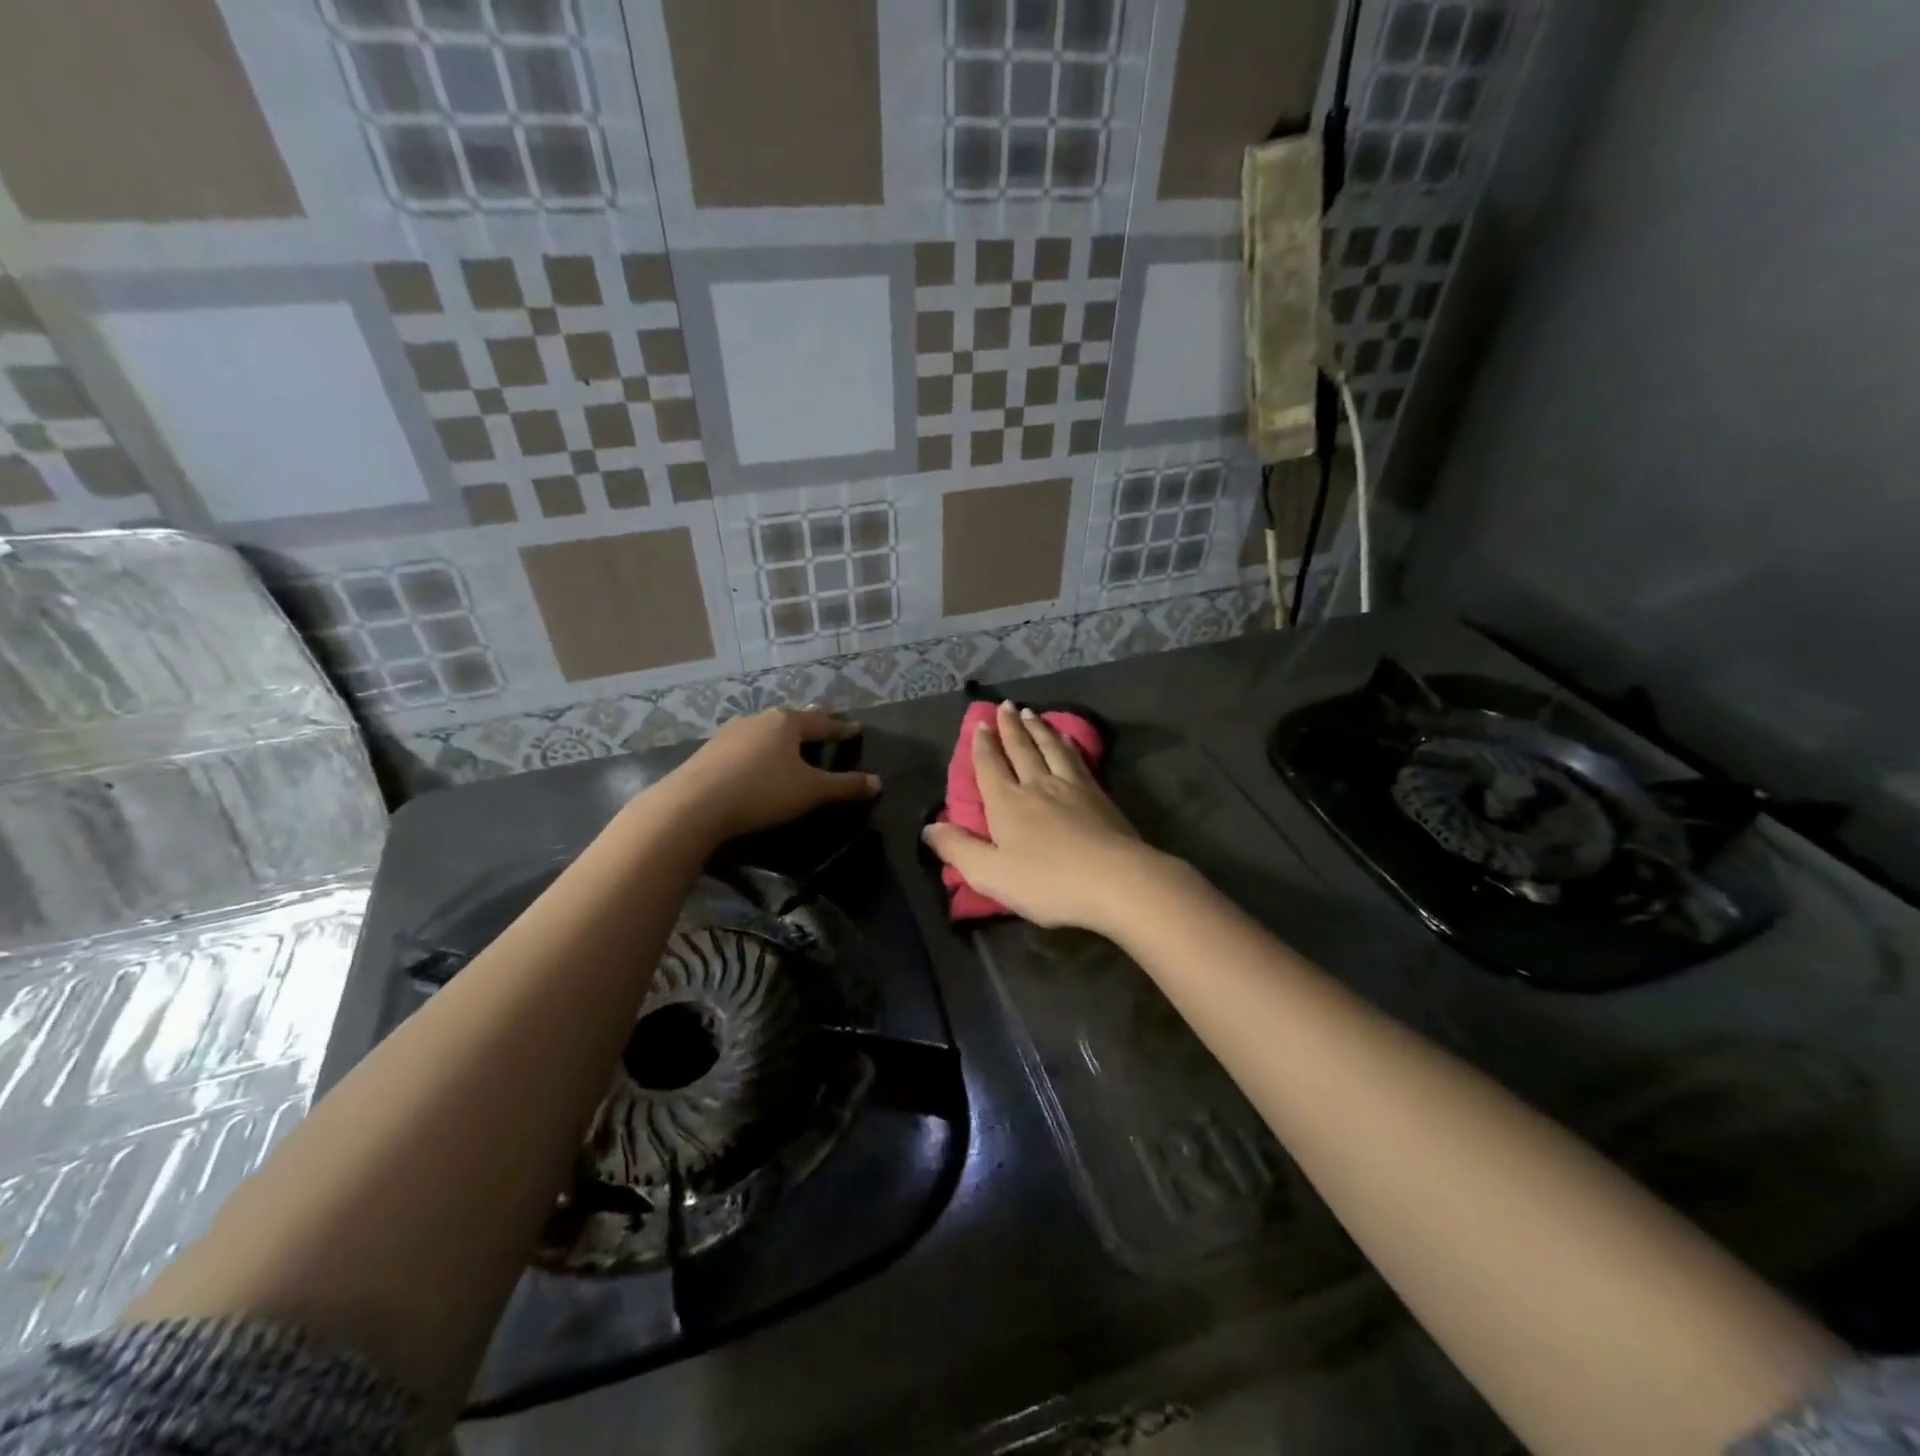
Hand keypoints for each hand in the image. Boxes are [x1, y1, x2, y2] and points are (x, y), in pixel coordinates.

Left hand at [654, 707, 879, 844]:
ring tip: (788, 743)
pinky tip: (754, 761)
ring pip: (764, 730)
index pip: (822, 723)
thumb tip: (878, 782)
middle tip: (822, 725)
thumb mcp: (811, 792)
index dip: (841, 729)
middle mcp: (758, 719)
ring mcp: (730, 733)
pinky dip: (757, 750)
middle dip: (808, 724)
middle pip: (791, 720)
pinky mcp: (709, 751)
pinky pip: (743, 746)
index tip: (855, 730)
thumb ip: (845, 786)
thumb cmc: (762, 791)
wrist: (694, 804)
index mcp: (787, 723)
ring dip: (779, 736)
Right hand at [922, 702, 1165, 933]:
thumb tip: (928, 828)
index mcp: (1007, 803)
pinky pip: (1077, 759)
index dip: (982, 745)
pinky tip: (1068, 740)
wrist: (1116, 880)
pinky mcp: (1099, 795)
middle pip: (1021, 749)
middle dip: (1010, 727)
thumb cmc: (1047, 882)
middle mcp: (1037, 785)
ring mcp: (1071, 786)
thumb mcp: (990, 874)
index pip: (990, 766)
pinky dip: (1068, 744)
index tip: (980, 723)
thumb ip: (958, 849)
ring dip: (1038, 728)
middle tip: (1005, 705)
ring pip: (1050, 748)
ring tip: (1031, 713)